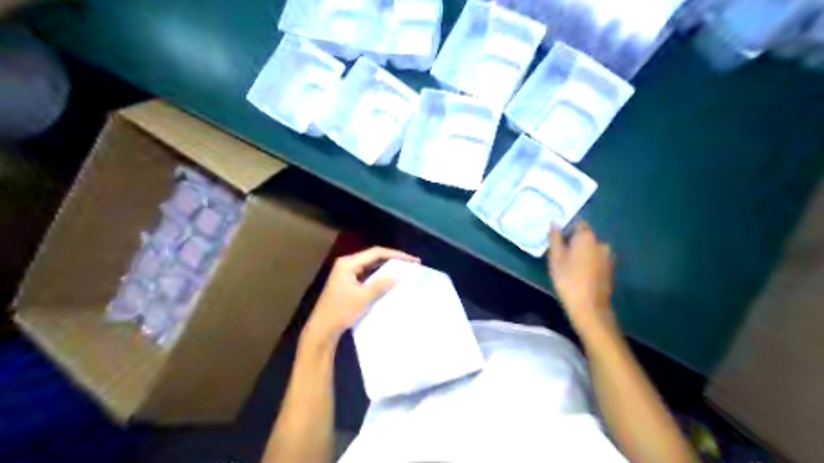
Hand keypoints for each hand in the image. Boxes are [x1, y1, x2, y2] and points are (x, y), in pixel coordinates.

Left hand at [303, 247, 418, 345]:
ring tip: (404, 270)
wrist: (322, 329)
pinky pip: (367, 274)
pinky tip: (390, 281)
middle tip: (411, 264)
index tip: (413, 260)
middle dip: (393, 259)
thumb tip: (398, 276)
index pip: (376, 253)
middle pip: (373, 257)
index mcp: (348, 263)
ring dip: (387, 268)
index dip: (396, 255)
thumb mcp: (363, 298)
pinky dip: (379, 276)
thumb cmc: (341, 311)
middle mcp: (346, 264)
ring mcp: (346, 273)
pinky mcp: (347, 282)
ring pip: (371, 266)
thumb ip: (381, 285)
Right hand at [546, 223, 617, 337]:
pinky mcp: (610, 269)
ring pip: (591, 249)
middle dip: (574, 242)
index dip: (567, 230)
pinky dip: (588, 262)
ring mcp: (608, 256)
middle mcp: (601, 243)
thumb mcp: (555, 259)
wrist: (590, 308)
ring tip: (569, 266)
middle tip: (561, 255)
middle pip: (585, 236)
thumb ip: (555, 239)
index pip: (578, 223)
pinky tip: (579, 274)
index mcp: (587, 237)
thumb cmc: (568, 280)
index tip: (558, 240)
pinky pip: (596, 259)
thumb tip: (555, 223)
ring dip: (582, 253)